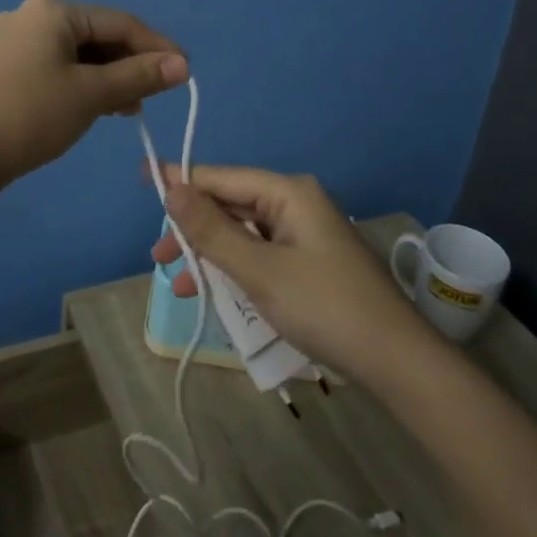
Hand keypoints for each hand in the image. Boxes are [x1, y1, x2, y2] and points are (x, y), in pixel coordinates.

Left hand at [0, 0, 187, 190]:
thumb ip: (139, 76)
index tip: (185, 72)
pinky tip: (93, 109)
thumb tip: (183, 64)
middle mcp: (31, 16)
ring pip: (76, 55)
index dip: (157, 46)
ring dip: (107, 78)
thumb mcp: (91, 94)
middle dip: (129, 65)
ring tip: (127, 109)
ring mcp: (12, 43)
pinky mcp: (2, 70)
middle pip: (97, 36)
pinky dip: (80, 85)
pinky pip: (55, 68)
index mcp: (53, 10)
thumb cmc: (29, 115)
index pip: (120, 22)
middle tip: (153, 97)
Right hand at [150, 164, 441, 386]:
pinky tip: (213, 293)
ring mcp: (304, 235)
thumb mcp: (259, 270)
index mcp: (288, 193)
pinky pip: (260, 255)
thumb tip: (171, 186)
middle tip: (159, 257)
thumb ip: (212, 230)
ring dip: (211, 254)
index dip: (181, 181)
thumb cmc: (324, 306)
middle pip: (231, 204)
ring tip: (179, 283)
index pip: (222, 177)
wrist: (394, 360)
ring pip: (243, 233)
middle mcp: (296, 204)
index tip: (142, 181)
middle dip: (193, 229)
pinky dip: (235, 270)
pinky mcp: (308, 263)